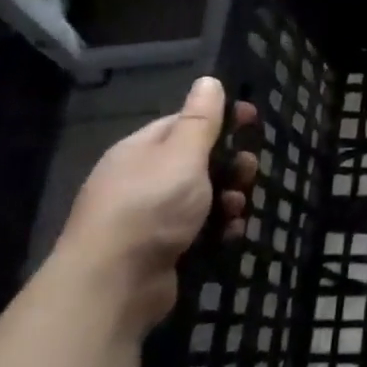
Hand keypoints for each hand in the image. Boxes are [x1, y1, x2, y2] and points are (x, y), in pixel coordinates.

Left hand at [57, 77, 258, 330]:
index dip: (220, 118)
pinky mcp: (162, 250)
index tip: (253, 119)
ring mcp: (151, 218)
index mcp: (141, 151)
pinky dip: (219, 229)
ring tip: (238, 209)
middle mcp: (143, 180)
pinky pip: (200, 230)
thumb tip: (208, 80)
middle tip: (248, 172)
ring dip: (229, 199)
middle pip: (198, 162)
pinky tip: (230, 235)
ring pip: (203, 197)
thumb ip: (200, 119)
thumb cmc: (150, 207)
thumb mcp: (182, 155)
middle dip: (230, 165)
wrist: (112, 286)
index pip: (185, 123)